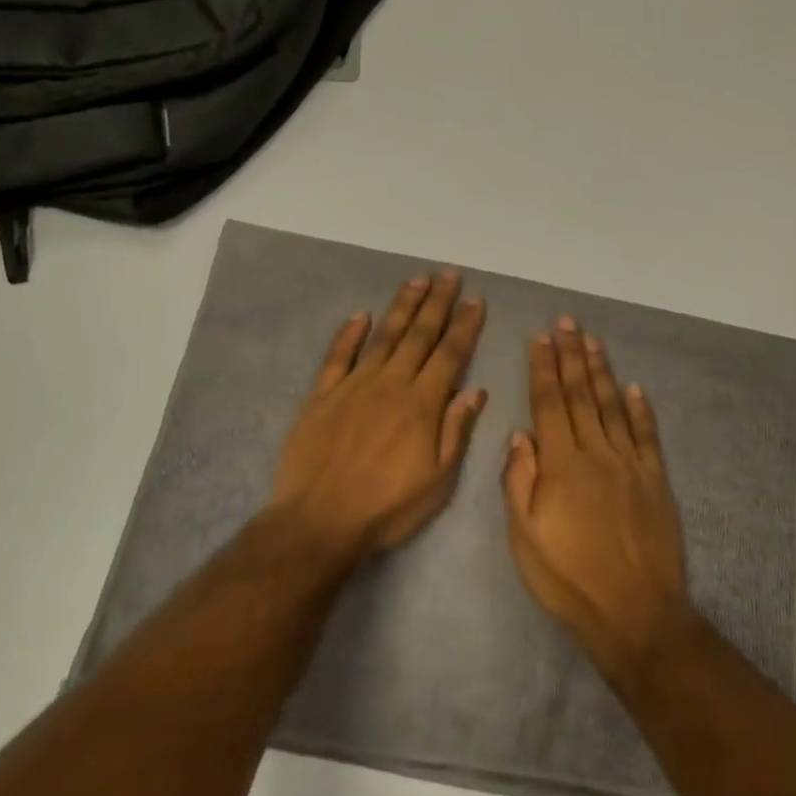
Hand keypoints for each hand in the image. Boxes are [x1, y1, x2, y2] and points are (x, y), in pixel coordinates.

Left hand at [270, 272, 487, 560]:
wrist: (319, 520)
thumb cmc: (387, 507)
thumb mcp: (438, 481)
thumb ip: (456, 431)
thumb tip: (474, 390)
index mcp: (422, 404)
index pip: (450, 355)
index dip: (465, 326)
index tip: (476, 299)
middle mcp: (390, 384)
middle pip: (419, 335)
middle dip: (438, 303)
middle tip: (449, 274)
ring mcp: (353, 385)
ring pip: (383, 336)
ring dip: (401, 306)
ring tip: (417, 280)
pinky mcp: (322, 395)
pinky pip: (337, 356)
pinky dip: (349, 333)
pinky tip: (360, 314)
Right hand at [503, 316, 693, 682]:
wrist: (636, 613)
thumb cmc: (569, 578)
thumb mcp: (525, 538)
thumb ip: (519, 481)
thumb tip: (520, 434)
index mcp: (562, 464)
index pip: (549, 403)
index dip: (543, 368)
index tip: (540, 337)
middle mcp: (597, 453)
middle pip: (581, 395)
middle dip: (571, 355)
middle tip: (567, 322)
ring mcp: (631, 464)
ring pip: (613, 406)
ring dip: (601, 370)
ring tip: (592, 340)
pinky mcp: (656, 480)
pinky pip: (647, 435)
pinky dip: (640, 408)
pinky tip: (633, 387)